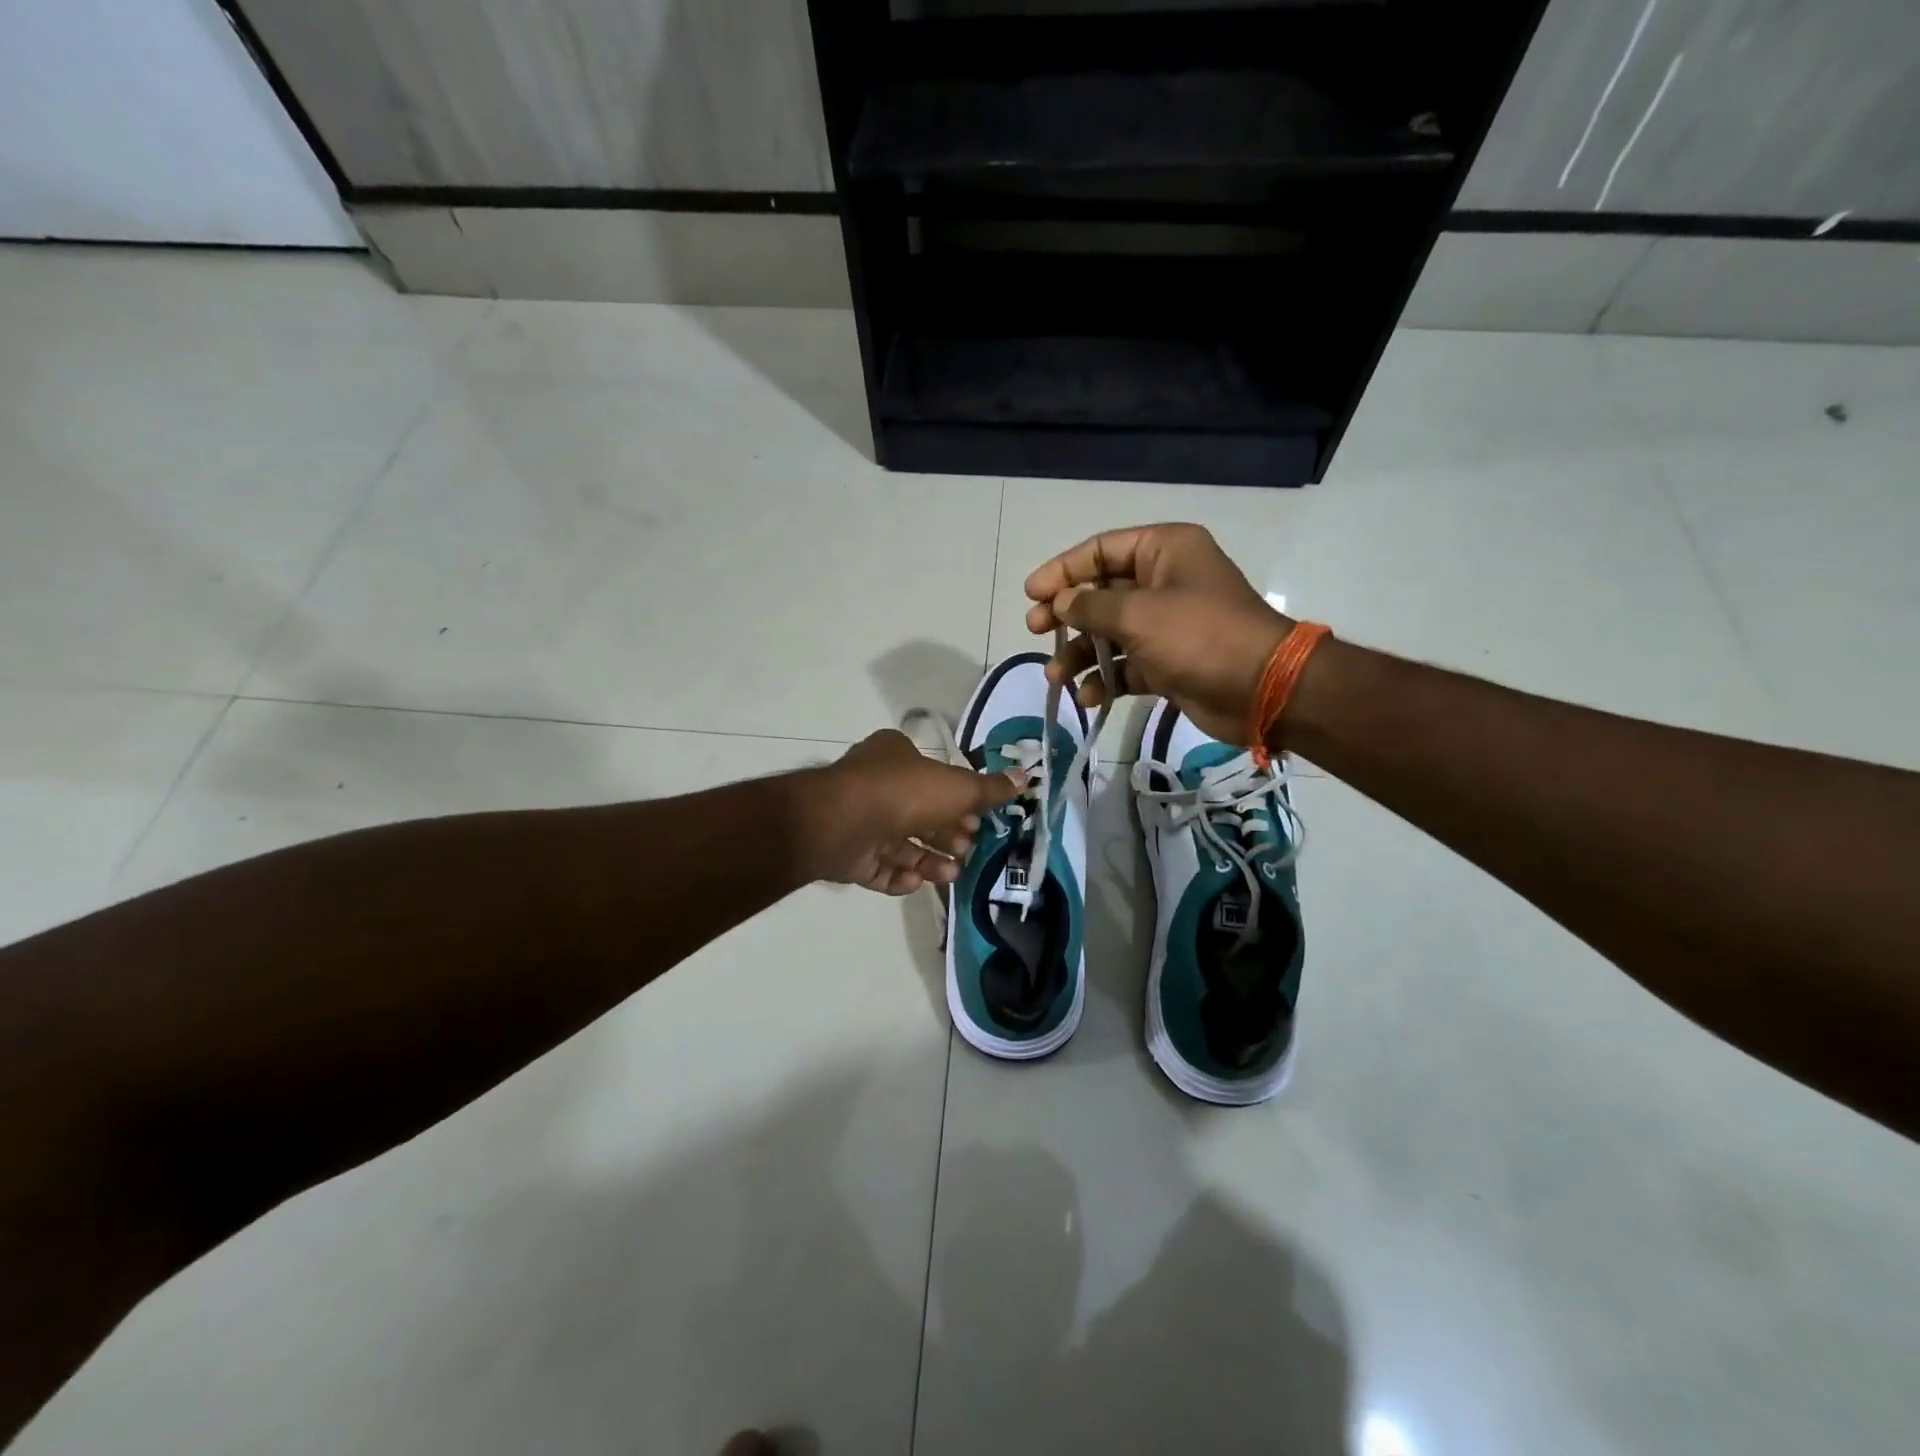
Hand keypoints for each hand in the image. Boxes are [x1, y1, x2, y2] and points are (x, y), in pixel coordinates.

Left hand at [804, 729, 1021, 894]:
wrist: (839, 823)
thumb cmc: (903, 793)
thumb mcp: (957, 787)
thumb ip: (989, 788)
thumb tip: (1025, 777)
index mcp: (895, 756)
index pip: (934, 777)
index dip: (959, 800)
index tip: (980, 821)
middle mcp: (876, 785)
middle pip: (921, 814)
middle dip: (948, 834)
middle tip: (968, 849)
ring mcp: (859, 821)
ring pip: (901, 845)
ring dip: (930, 860)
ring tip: (952, 873)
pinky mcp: (847, 854)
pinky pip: (879, 868)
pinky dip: (900, 877)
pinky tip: (917, 883)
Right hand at [1025, 523, 1292, 745]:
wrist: (1261, 689)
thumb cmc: (1198, 636)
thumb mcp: (1137, 614)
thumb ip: (1089, 606)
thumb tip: (1059, 602)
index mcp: (1163, 551)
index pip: (1099, 550)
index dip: (1061, 570)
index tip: (1031, 595)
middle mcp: (1163, 581)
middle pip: (1100, 592)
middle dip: (1065, 615)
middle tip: (1034, 631)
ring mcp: (1166, 625)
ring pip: (1108, 633)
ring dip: (1079, 654)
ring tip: (1056, 677)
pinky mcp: (1168, 663)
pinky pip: (1125, 666)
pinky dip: (1105, 679)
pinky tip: (1088, 696)